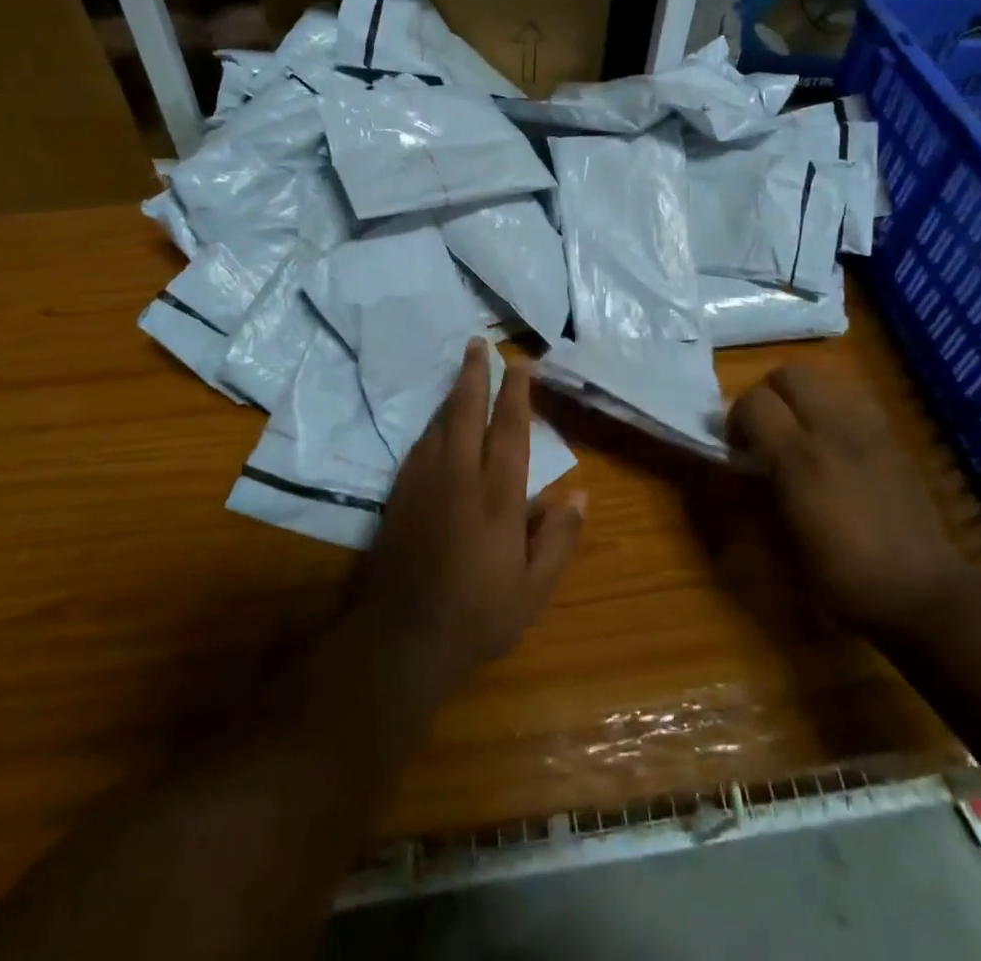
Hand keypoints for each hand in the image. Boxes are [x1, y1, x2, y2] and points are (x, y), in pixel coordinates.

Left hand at [357, 340, 586, 703]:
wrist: (402, 638)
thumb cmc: (477, 616)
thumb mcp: (533, 590)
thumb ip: (558, 539)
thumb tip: (580, 494)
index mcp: (497, 496)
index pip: (509, 430)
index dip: (516, 393)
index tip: (520, 365)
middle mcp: (459, 477)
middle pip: (467, 412)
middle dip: (474, 374)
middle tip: (477, 342)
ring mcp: (424, 483)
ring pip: (439, 423)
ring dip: (453, 393)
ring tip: (462, 369)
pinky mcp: (400, 495)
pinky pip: (419, 445)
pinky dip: (433, 424)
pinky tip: (437, 421)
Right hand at [726, 364, 970, 635]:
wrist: (923, 593)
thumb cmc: (843, 576)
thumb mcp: (784, 540)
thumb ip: (757, 489)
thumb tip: (741, 462)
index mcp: (799, 456)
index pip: (754, 401)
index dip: (738, 419)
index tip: (740, 448)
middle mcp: (833, 429)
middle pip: (790, 373)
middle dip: (770, 395)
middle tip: (768, 432)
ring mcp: (869, 429)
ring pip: (825, 381)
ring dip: (804, 399)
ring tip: (803, 436)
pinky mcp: (893, 439)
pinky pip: (854, 403)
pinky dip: (835, 412)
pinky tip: (838, 448)